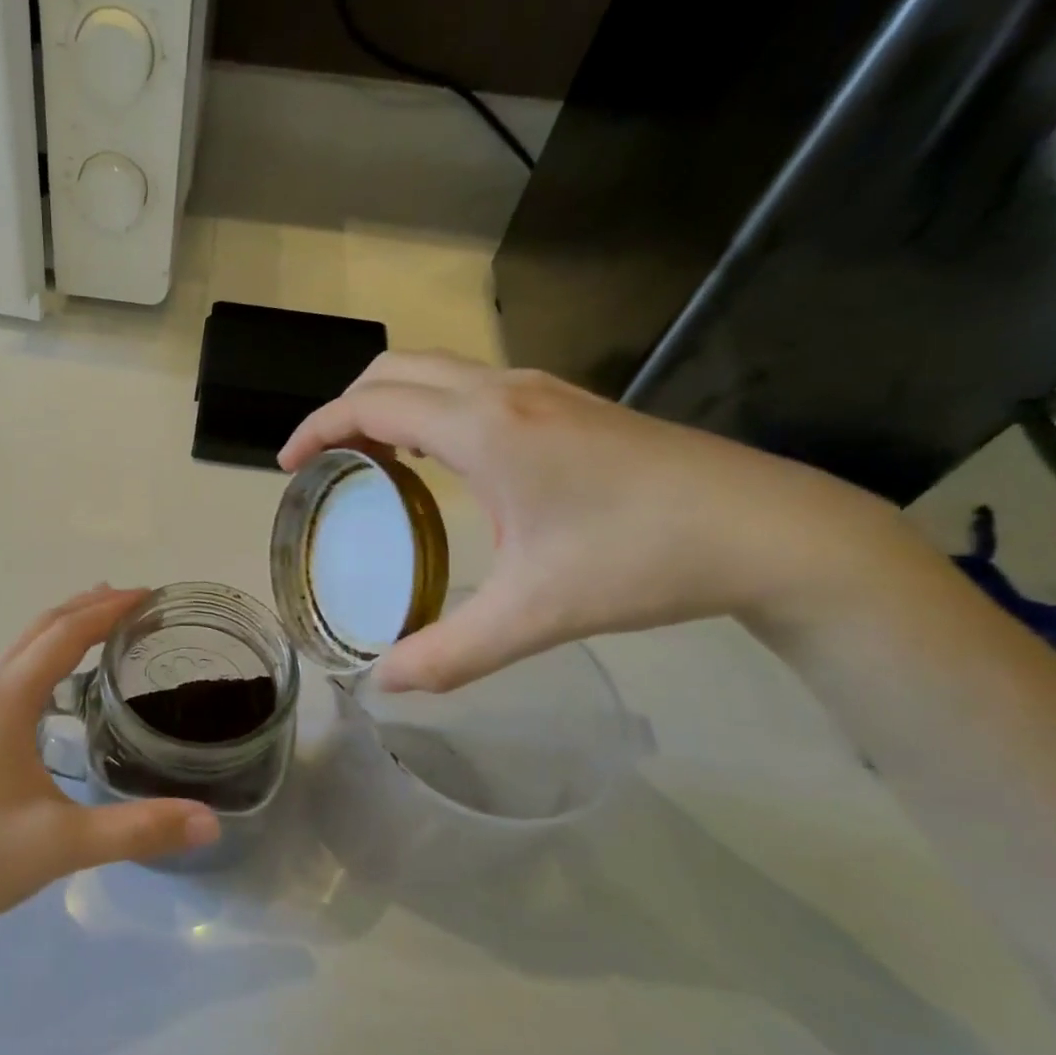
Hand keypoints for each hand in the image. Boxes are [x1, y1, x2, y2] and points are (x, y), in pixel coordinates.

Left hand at [0, 587, 219, 940]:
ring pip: (22, 648)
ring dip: (65, 628)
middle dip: (89, 607)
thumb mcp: (65, 846)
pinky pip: (11, 672)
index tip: (150, 596)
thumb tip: (211, 821)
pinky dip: (46, 655)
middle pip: (40, 629)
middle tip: (138, 601)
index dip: (108, 610)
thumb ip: (140, 830)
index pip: (64, 635)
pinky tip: (62, 684)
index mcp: (5, 702)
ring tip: (107, 624)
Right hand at [279, 352, 927, 692]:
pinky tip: (438, 463)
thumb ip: (450, 653)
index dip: (317, 428)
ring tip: (370, 461)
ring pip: (435, 370)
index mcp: (485, 429)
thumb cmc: (643, 560)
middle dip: (345, 407)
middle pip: (395, 369)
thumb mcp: (536, 614)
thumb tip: (383, 686)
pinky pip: (469, 386)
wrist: (767, 528)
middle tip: (324, 463)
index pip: (372, 404)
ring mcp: (540, 390)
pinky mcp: (565, 402)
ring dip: (388, 403)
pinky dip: (428, 408)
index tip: (287, 466)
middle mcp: (504, 392)